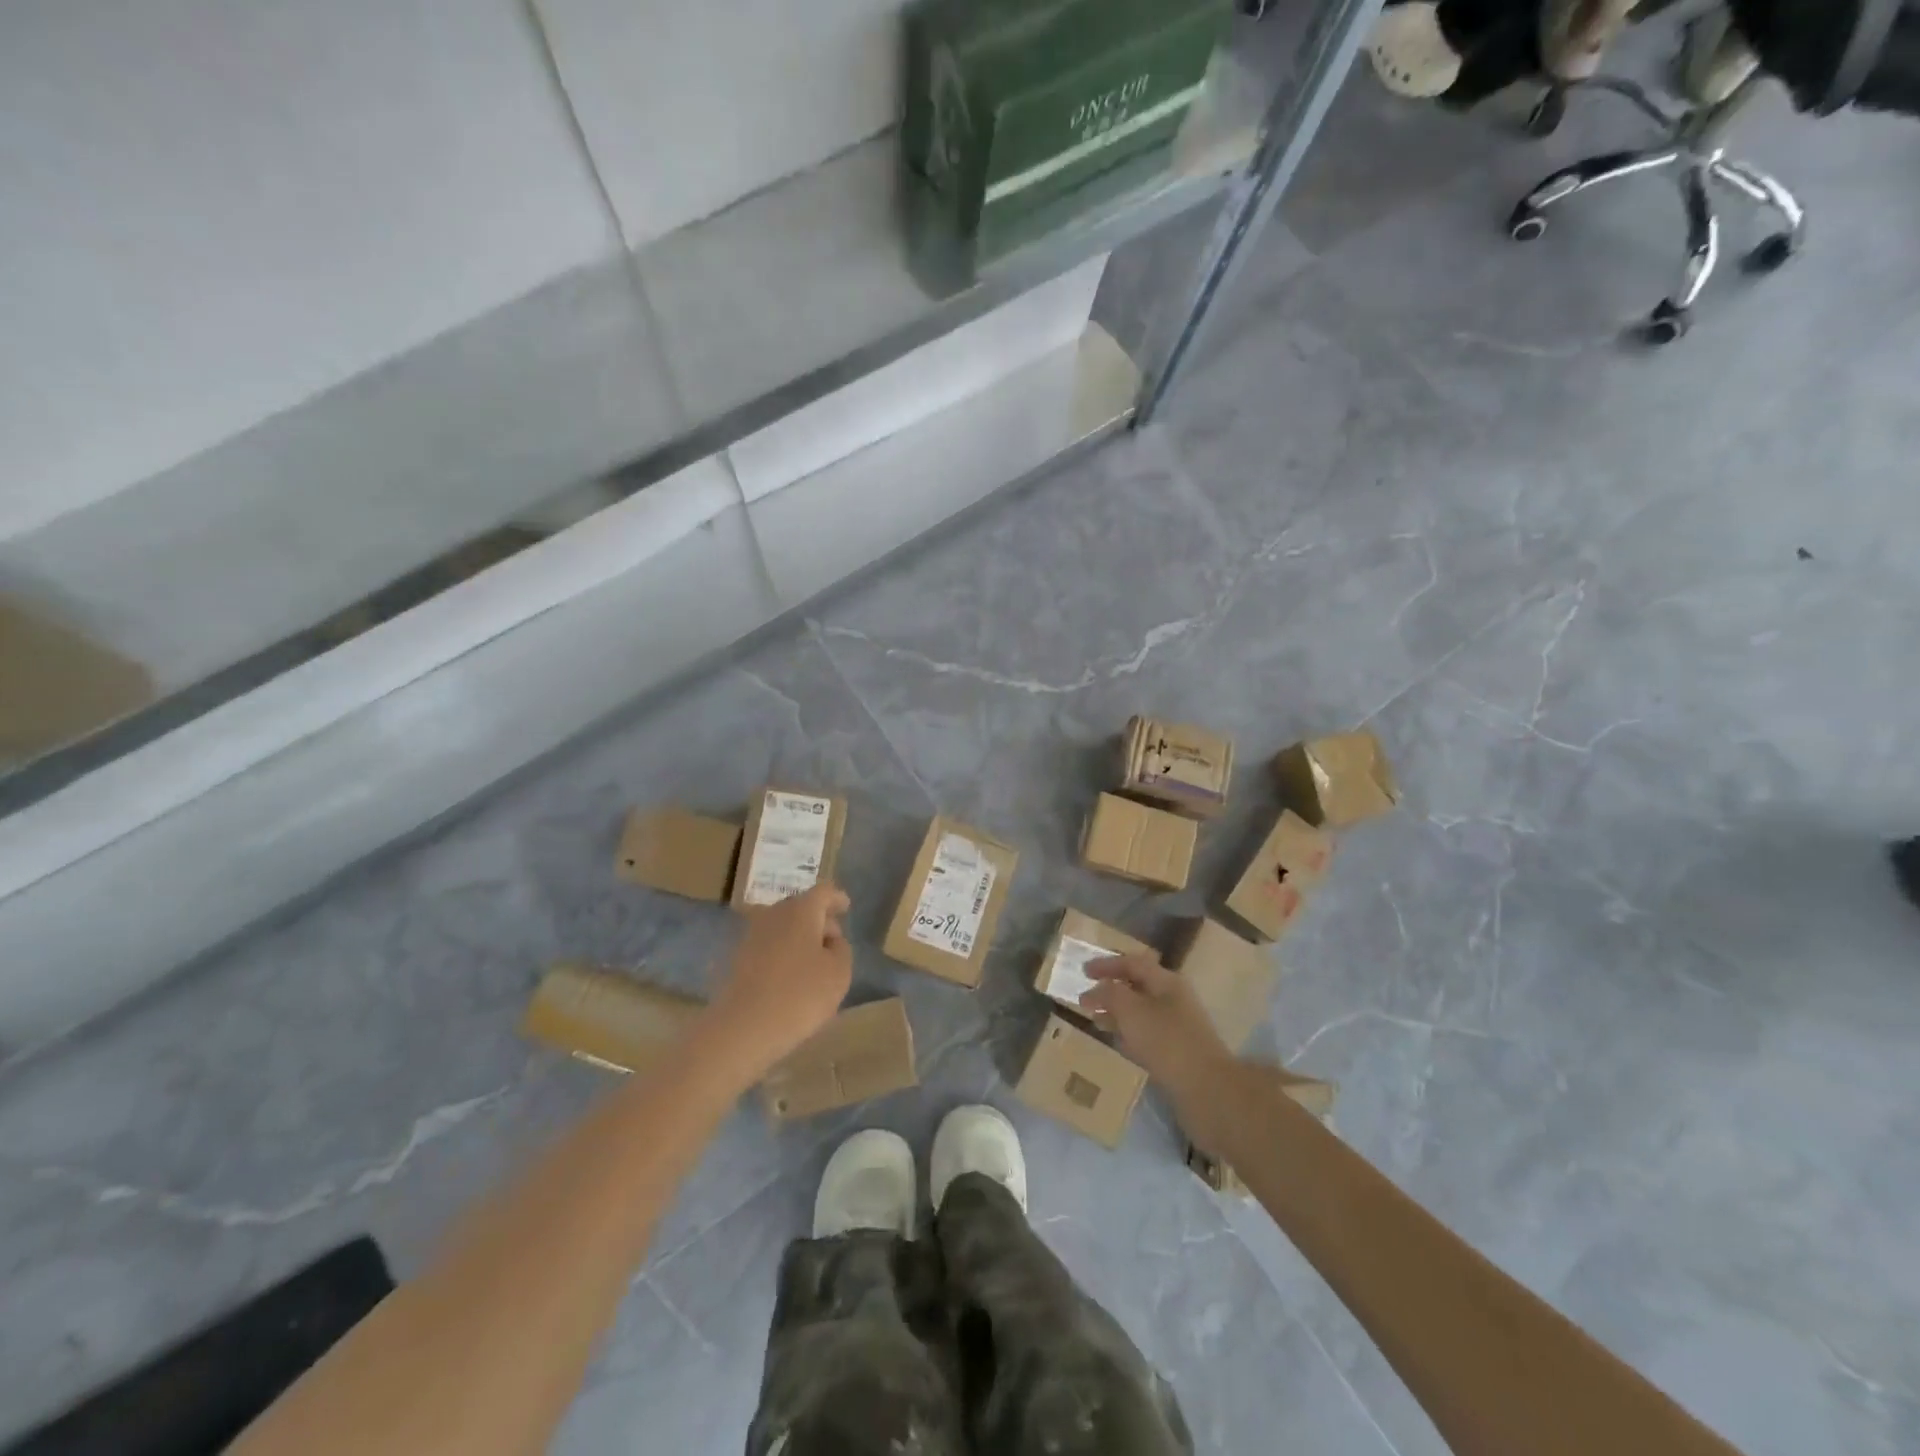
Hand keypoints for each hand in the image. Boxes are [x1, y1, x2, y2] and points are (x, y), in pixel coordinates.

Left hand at [705, 884, 852, 1076]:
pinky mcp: (736, 960)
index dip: (837, 898)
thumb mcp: (839, 972)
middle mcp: (773, 914)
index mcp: (801, 910)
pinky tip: (789, 976)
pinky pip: (767, 947)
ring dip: (798, 937)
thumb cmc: (800, 995)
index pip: (823, 892)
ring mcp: (750, 936)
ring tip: (813, 961)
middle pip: (800, 907)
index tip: (846, 906)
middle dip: (818, 919)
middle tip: (833, 938)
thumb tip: (830, 939)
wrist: (742, 1029)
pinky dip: (781, 954)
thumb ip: (841, 948)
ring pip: (781, 927)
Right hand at [1080, 954, 1235, 1132]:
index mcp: (1167, 982)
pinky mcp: (1178, 1052)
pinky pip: (1147, 1034)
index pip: (1133, 963)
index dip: (1106, 964)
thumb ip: (1110, 994)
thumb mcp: (1131, 1011)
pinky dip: (1128, 1033)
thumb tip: (1099, 988)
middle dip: (1110, 990)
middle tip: (1086, 998)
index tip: (1083, 971)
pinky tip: (1116, 1042)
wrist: (1208, 1090)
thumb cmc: (1167, 1042)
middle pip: (1137, 986)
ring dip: (1117, 1013)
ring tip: (1095, 1020)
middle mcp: (1174, 999)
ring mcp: (1178, 1026)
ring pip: (1140, 1012)